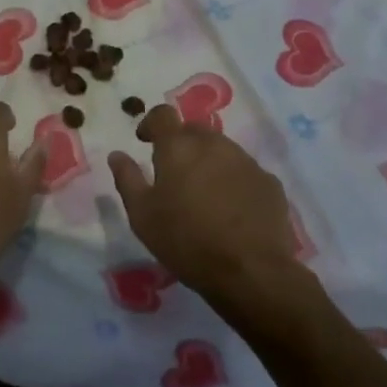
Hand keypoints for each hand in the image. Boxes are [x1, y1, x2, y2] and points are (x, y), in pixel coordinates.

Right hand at [107, 105, 300, 303]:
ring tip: (204, 195)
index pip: (162, 114)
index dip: (151, 123)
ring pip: (221, 149)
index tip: (145, 141)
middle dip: (181, 144)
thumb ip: (127, 179)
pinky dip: (233, 181)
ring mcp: (246, 161)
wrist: (251, 272)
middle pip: (194, 130)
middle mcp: (214, 144)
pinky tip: (231, 210)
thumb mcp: (142, 215)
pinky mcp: (269, 182)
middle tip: (174, 174)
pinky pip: (244, 172)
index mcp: (178, 147)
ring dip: (208, 162)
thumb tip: (117, 155)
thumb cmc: (186, 241)